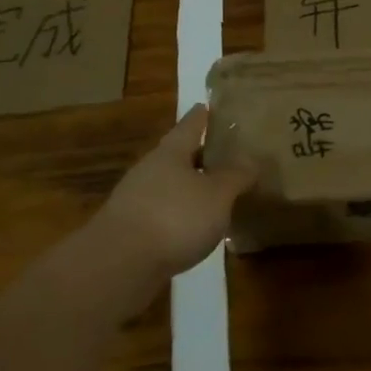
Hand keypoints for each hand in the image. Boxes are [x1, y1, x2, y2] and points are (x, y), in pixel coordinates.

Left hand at [94, 105, 256, 277]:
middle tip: (226, 154)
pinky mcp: (131, 230)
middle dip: (200, 154)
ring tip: (217, 193)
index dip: (202, 116)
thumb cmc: (174, 217)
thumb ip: (236, 176)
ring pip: (170, 185)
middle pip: (178, 155)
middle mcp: (150, 170)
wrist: (119, 266)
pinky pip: (163, 212)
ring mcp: (136, 200)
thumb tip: (251, 159)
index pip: (190, 125)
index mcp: (171, 152)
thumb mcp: (217, 195)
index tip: (210, 105)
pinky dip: (181, 214)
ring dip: (191, 187)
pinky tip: (196, 226)